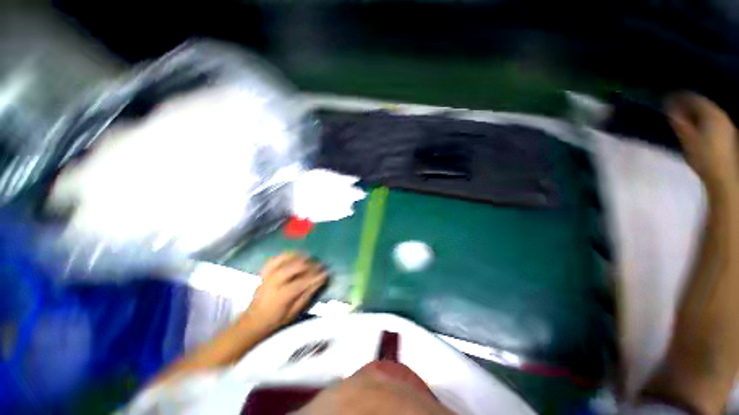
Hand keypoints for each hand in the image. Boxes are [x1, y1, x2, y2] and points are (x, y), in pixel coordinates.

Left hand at [245, 253, 327, 330]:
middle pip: (295, 267)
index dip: (316, 276)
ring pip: (285, 260)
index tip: (326, 272)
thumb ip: (307, 295)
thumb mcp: (294, 312)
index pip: (303, 281)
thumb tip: (320, 281)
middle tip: (319, 265)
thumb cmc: (276, 320)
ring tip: (309, 257)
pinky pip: (275, 259)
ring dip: (299, 256)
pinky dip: (286, 254)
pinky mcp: (264, 272)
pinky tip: (294, 254)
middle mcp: (274, 282)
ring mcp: (268, 276)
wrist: (253, 321)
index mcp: (282, 295)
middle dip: (310, 264)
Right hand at [666, 92, 738, 193]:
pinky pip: (712, 121)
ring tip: (683, 118)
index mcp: (712, 113)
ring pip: (708, 113)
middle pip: (702, 105)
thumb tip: (669, 109)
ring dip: (695, 113)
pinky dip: (702, 120)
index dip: (679, 97)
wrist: (723, 176)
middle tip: (673, 108)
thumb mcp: (688, 139)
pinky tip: (696, 127)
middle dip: (687, 105)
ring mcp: (726, 125)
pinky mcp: (727, 135)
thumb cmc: (704, 157)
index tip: (666, 98)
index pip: (693, 98)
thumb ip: (679, 122)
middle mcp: (721, 115)